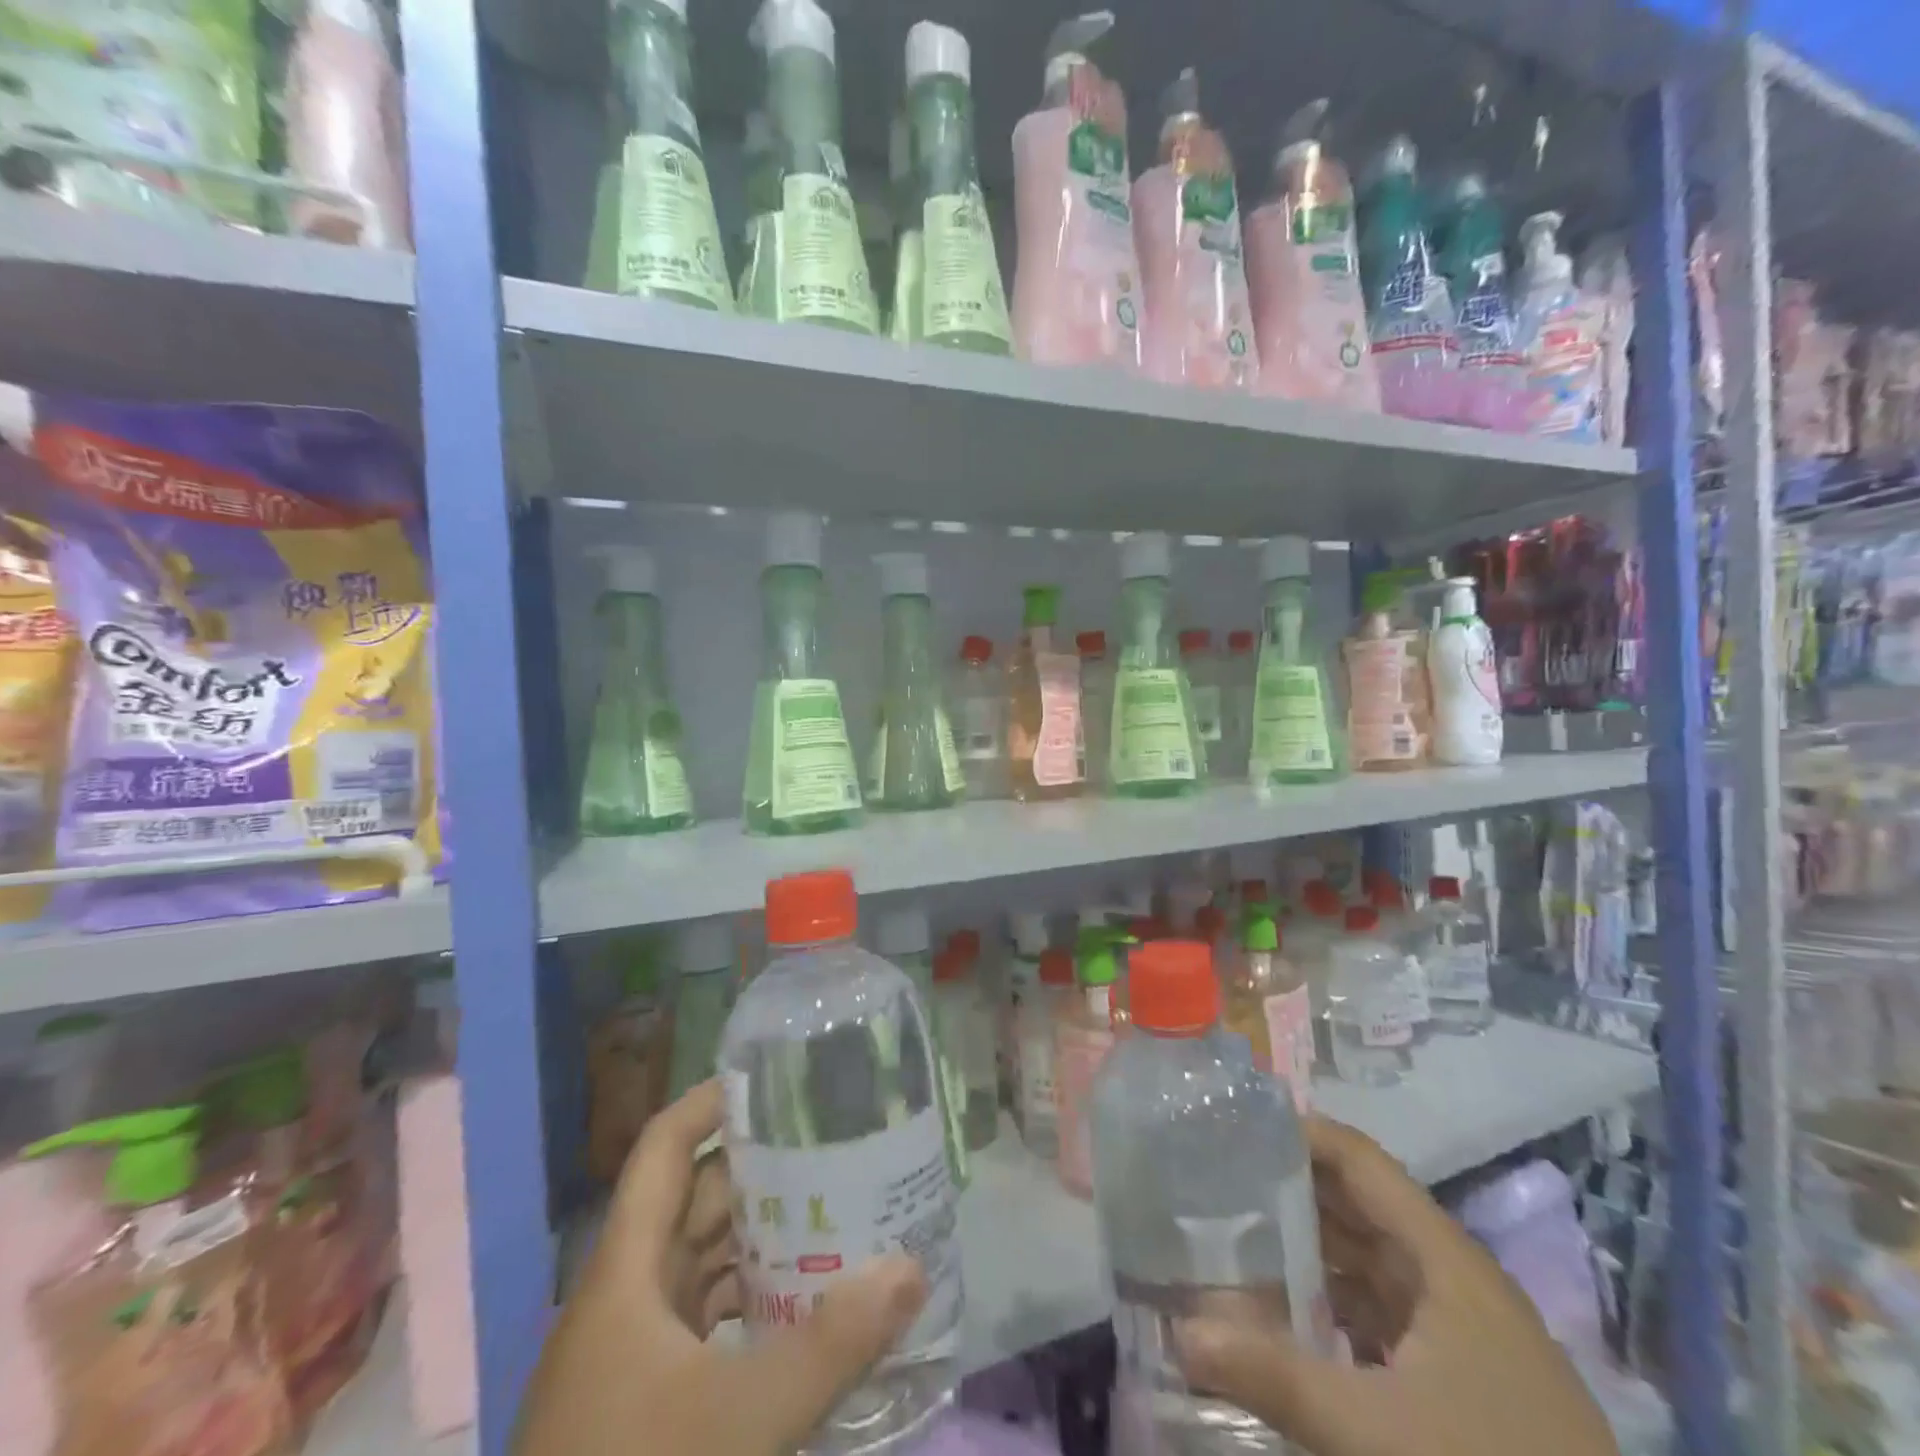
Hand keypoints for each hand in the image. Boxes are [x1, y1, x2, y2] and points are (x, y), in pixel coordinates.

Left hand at [514, 1081, 929, 1455]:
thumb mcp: (739, 1420)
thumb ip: (831, 1344)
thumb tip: (911, 1267)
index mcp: (624, 1270)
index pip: (664, 1148)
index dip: (710, 1102)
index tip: (775, 1079)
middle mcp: (624, 1295)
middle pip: (694, 1199)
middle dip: (760, 1167)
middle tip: (833, 1142)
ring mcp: (631, 1352)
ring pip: (701, 1260)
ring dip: (759, 1234)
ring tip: (835, 1209)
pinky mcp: (645, 1401)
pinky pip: (705, 1317)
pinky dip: (750, 1298)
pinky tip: (801, 1306)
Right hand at [1174, 1118, 1618, 1455]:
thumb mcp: (1373, 1434)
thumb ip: (1271, 1375)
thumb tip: (1176, 1332)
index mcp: (1446, 1262)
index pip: (1361, 1162)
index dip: (1298, 1133)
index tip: (1231, 1124)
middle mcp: (1454, 1282)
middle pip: (1359, 1208)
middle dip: (1287, 1190)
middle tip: (1212, 1178)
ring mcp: (1463, 1338)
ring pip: (1368, 1266)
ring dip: (1306, 1252)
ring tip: (1232, 1237)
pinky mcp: (1463, 1388)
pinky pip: (1380, 1319)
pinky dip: (1330, 1308)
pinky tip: (1285, 1319)